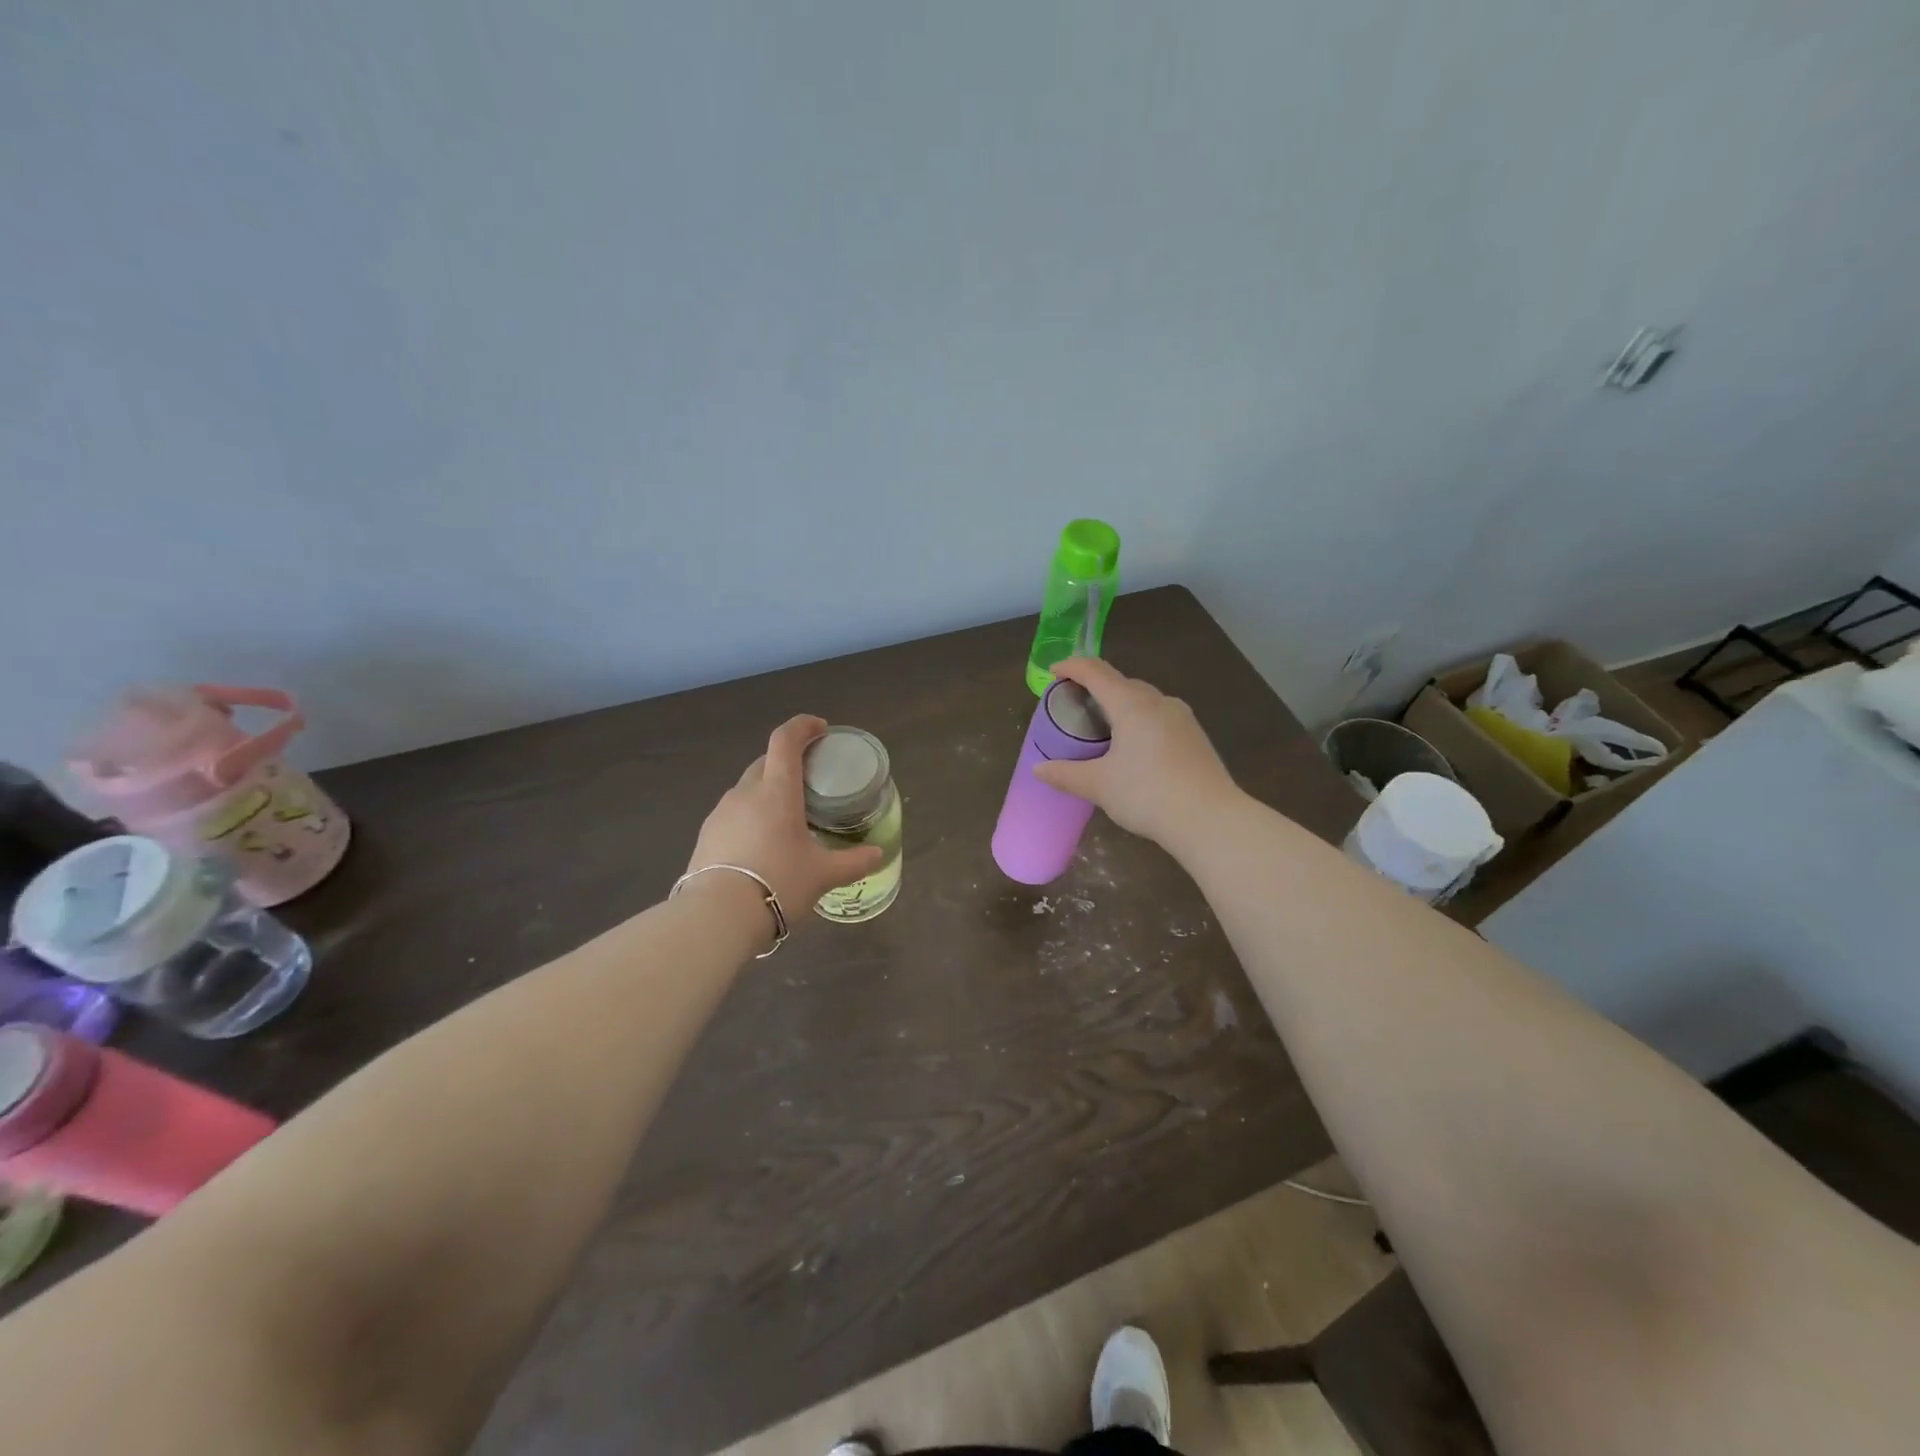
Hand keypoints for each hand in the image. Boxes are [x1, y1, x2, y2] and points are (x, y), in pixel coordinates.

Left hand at [686, 715, 884, 919]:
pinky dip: (750, 815)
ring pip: (747, 788)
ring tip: (785, 816)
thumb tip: (878, 854)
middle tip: (809, 778)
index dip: (802, 726)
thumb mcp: (823, 875)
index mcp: (777, 791)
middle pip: (765, 761)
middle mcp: (746, 792)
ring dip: (767, 790)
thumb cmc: (779, 883)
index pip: (786, 740)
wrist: (717, 916)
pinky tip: (760, 843)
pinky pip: (733, 813)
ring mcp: (721, 812)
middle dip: (787, 760)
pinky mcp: (706, 834)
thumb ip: (853, 861)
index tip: (820, 728)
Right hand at [1032, 658, 1240, 845]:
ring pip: (1145, 701)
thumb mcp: (1099, 785)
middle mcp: (1159, 702)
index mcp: (1132, 705)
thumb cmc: (1148, 794)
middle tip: (1076, 703)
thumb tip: (1038, 770)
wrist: (1210, 819)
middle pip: (1122, 683)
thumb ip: (1066, 774)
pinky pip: (1160, 718)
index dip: (1073, 667)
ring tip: (1103, 726)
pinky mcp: (1196, 737)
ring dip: (1121, 705)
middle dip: (1097, 687)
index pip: (1097, 673)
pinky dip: (1140, 721)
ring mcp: (1182, 718)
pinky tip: (1135, 747)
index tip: (1054, 671)